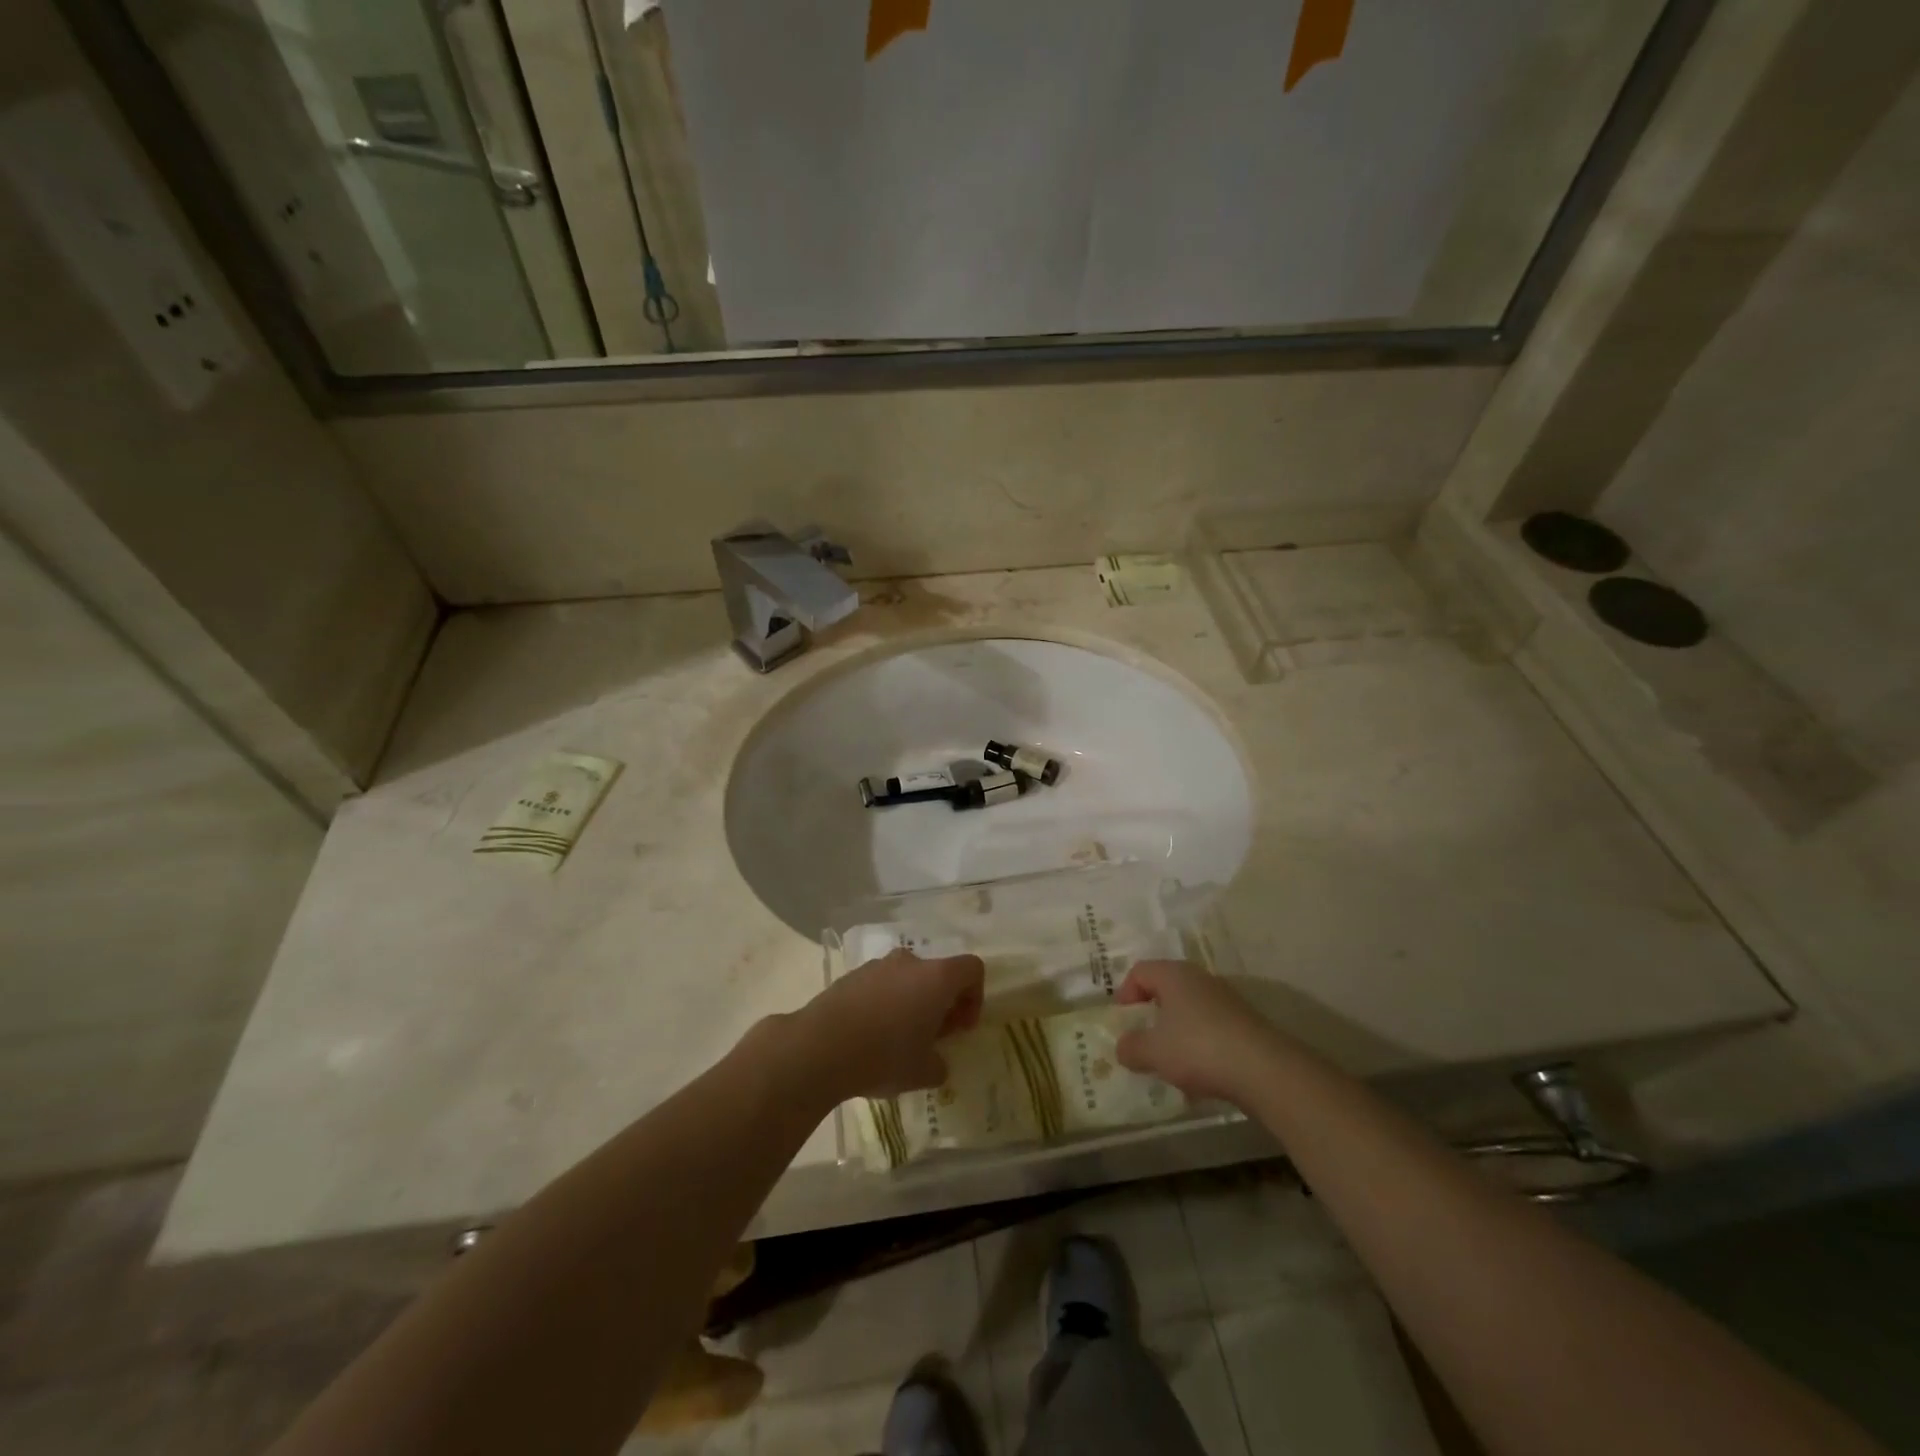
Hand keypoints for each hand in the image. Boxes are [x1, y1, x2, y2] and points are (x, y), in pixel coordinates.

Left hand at [790, 950, 984, 1099]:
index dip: (974, 996)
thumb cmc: (884, 1056)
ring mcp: (877, 966)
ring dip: (911, 1002)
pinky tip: (870, 1036)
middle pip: (937, 973)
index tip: (959, 1028)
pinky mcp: (851, 976)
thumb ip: (939, 1064)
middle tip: (932, 1037)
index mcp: (936, 978)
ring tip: (897, 1040)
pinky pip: (879, 985)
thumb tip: (935, 1062)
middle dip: (941, 1003)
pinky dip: (884, 1004)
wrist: (820, 1047)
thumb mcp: (923, 1072)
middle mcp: (909, 962)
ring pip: (906, 979)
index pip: (972, 969)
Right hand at [1115, 960, 1278, 1104]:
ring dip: (1176, 1031)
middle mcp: (1200, 979)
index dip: (1125, 993)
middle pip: (1166, 988)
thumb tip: (1123, 1047)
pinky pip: (1210, 1027)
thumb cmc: (1198, 1049)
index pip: (1140, 971)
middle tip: (1142, 1038)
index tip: (1123, 1021)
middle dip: (1151, 1013)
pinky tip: (1199, 1073)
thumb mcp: (1154, 1052)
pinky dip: (1199, 1044)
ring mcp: (1226, 1000)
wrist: (1264, 1070)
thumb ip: (1132, 1047)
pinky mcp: (1244, 1023)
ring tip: (1170, 1061)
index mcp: (1174, 975)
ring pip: (1190, 1009)